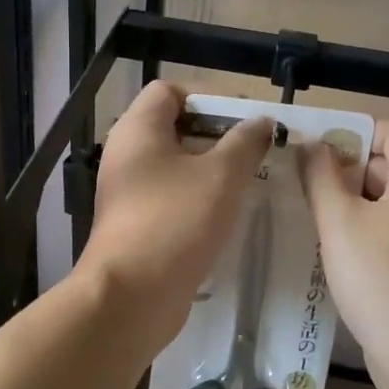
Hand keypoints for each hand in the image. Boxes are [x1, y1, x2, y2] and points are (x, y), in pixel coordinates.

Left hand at [77, 82, 273, 345]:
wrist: (132, 296)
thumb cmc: (175, 221)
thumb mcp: (221, 175)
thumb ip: (245, 142)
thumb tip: (260, 122)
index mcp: (138, 129)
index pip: (170, 91)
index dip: (209, 99)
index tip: (244, 123)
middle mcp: (127, 155)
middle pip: (175, 129)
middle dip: (218, 138)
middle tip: (256, 154)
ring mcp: (128, 192)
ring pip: (176, 168)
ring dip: (212, 173)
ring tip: (249, 184)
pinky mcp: (136, 225)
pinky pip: (172, 199)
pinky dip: (198, 202)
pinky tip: (228, 217)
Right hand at [299, 118, 388, 385]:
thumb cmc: (382, 278)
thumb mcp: (340, 221)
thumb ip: (320, 176)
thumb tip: (313, 145)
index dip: (351, 132)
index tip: (312, 152)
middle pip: (386, 164)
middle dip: (341, 171)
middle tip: (297, 186)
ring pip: (383, 202)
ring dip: (345, 205)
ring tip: (305, 218)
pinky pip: (388, 232)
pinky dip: (359, 233)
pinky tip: (328, 252)